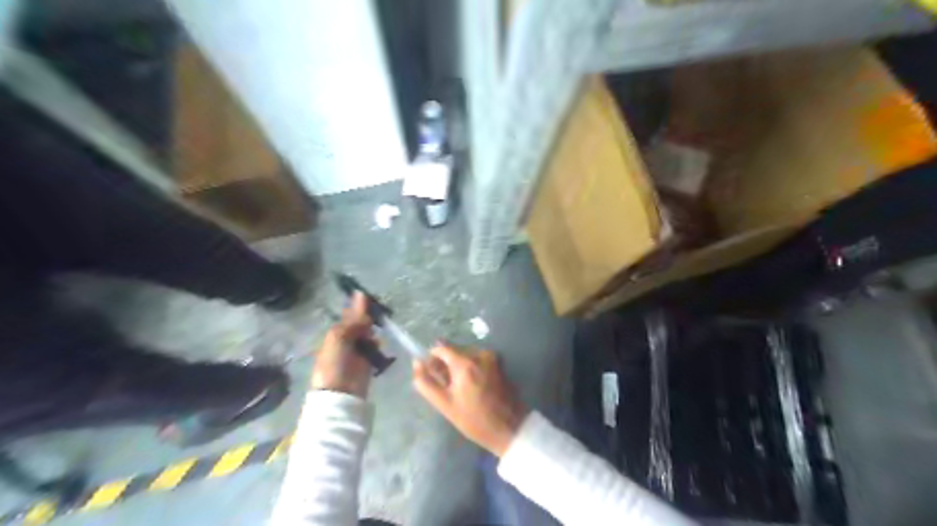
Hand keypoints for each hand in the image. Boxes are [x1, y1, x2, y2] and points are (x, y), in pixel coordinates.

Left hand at [313, 292, 374, 397]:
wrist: (340, 392)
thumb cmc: (334, 363)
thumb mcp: (339, 337)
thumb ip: (353, 322)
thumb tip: (364, 304)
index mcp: (336, 333)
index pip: (348, 316)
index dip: (357, 306)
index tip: (367, 294)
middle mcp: (347, 339)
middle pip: (360, 323)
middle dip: (368, 316)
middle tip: (380, 307)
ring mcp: (358, 350)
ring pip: (368, 334)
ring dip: (374, 328)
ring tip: (382, 321)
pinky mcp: (368, 361)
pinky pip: (375, 347)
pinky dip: (378, 342)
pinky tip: (380, 340)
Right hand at [412, 346, 524, 454]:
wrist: (510, 428)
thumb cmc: (475, 420)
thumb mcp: (445, 405)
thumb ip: (426, 382)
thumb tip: (417, 363)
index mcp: (465, 362)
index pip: (441, 347)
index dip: (433, 358)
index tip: (432, 374)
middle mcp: (480, 354)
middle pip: (455, 351)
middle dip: (447, 364)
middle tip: (447, 386)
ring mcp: (492, 358)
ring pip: (467, 355)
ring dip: (460, 367)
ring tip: (460, 390)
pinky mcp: (500, 363)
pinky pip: (479, 360)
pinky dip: (472, 369)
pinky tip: (474, 388)